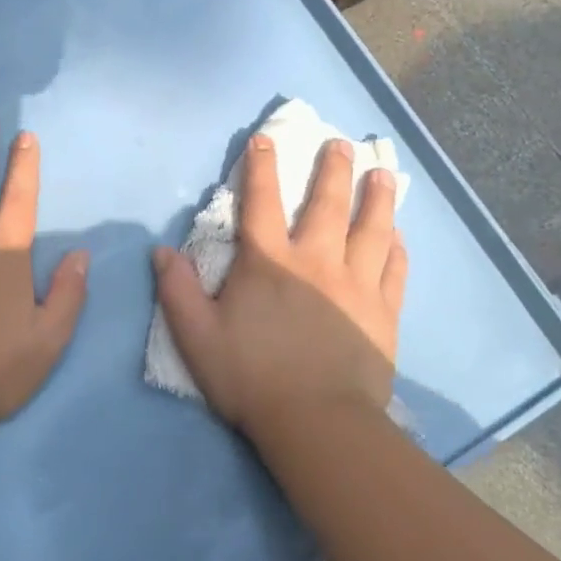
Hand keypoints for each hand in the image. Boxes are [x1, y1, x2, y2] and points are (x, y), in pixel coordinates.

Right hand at [153, 134, 406, 435]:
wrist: (316, 422)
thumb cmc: (251, 377)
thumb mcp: (197, 336)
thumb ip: (177, 290)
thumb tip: (161, 250)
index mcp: (270, 263)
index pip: (261, 202)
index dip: (261, 167)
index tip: (265, 138)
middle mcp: (317, 261)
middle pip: (327, 204)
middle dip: (333, 169)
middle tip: (342, 144)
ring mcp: (356, 284)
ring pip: (371, 229)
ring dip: (377, 197)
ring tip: (383, 174)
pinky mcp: (383, 312)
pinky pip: (394, 270)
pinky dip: (396, 248)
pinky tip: (398, 235)